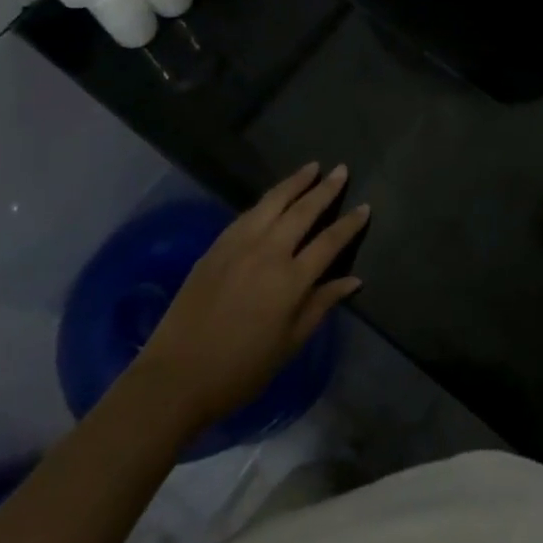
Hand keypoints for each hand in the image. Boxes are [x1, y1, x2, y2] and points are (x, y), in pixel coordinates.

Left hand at [134, 164, 367, 434]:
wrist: (177, 375)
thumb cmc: (241, 369)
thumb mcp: (290, 343)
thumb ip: (321, 304)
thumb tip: (354, 280)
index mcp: (291, 280)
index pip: (330, 241)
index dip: (350, 223)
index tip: (365, 206)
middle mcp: (268, 252)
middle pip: (303, 211)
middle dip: (325, 189)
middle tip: (341, 169)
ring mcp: (239, 244)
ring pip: (273, 202)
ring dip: (295, 182)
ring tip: (311, 167)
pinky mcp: (216, 246)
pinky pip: (248, 213)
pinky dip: (267, 200)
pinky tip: (274, 196)